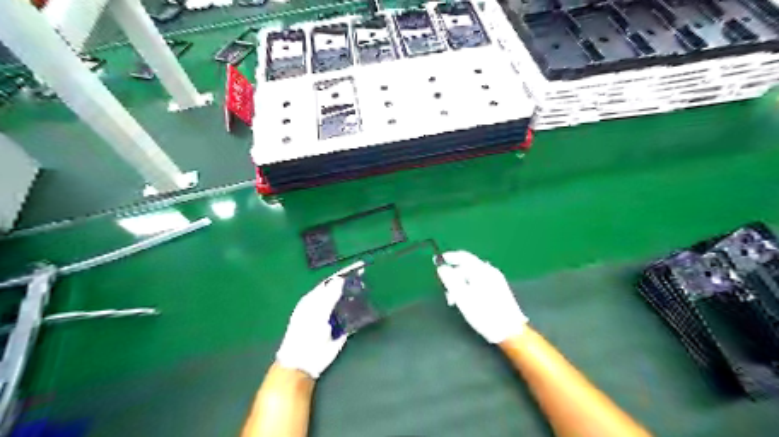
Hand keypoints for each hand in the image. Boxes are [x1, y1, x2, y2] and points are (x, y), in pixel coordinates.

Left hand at [275, 263, 362, 379]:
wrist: (303, 363)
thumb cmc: (305, 335)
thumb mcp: (316, 313)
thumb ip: (328, 296)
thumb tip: (340, 279)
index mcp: (314, 298)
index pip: (331, 281)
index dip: (344, 273)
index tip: (359, 266)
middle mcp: (324, 305)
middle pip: (340, 291)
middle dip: (352, 283)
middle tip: (368, 275)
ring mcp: (332, 317)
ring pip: (347, 303)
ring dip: (357, 297)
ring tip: (372, 288)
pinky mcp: (341, 330)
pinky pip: (352, 317)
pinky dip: (360, 312)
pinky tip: (369, 306)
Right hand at [435, 251, 525, 342]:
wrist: (509, 331)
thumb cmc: (484, 314)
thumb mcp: (462, 297)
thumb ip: (450, 279)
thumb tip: (441, 268)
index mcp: (482, 271)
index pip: (463, 256)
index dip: (449, 257)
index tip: (437, 261)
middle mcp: (490, 271)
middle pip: (467, 266)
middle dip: (454, 276)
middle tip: (447, 291)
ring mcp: (496, 280)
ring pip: (473, 275)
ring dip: (461, 283)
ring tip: (457, 300)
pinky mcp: (499, 289)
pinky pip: (479, 281)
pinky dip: (470, 286)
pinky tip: (468, 300)